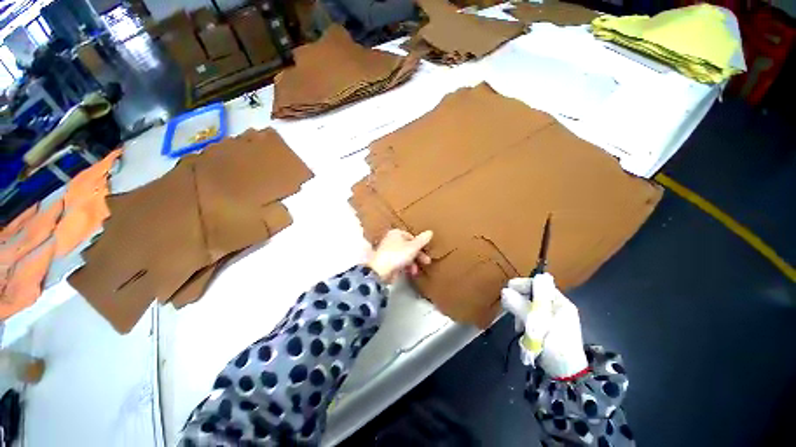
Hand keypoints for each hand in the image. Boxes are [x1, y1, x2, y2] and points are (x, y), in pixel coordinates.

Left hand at [367, 229, 432, 281]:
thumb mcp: (413, 247)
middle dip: (418, 255)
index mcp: (396, 233)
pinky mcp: (387, 263)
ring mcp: (388, 252)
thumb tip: (430, 232)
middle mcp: (391, 240)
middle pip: (408, 247)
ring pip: (404, 256)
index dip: (419, 244)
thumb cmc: (397, 255)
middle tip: (427, 262)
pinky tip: (410, 273)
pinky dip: (405, 267)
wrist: (380, 270)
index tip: (426, 251)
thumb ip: (422, 240)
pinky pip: (399, 263)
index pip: (411, 236)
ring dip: (413, 263)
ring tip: (416, 271)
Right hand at [501, 273, 588, 378]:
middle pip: (531, 294)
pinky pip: (528, 317)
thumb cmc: (556, 347)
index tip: (508, 290)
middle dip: (519, 301)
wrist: (566, 374)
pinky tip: (522, 331)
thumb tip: (504, 291)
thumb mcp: (538, 325)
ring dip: (520, 313)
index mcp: (559, 302)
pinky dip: (522, 321)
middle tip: (511, 311)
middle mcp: (554, 307)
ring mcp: (549, 317)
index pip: (538, 284)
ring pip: (527, 306)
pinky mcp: (543, 327)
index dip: (523, 284)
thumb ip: (521, 307)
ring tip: (519, 326)